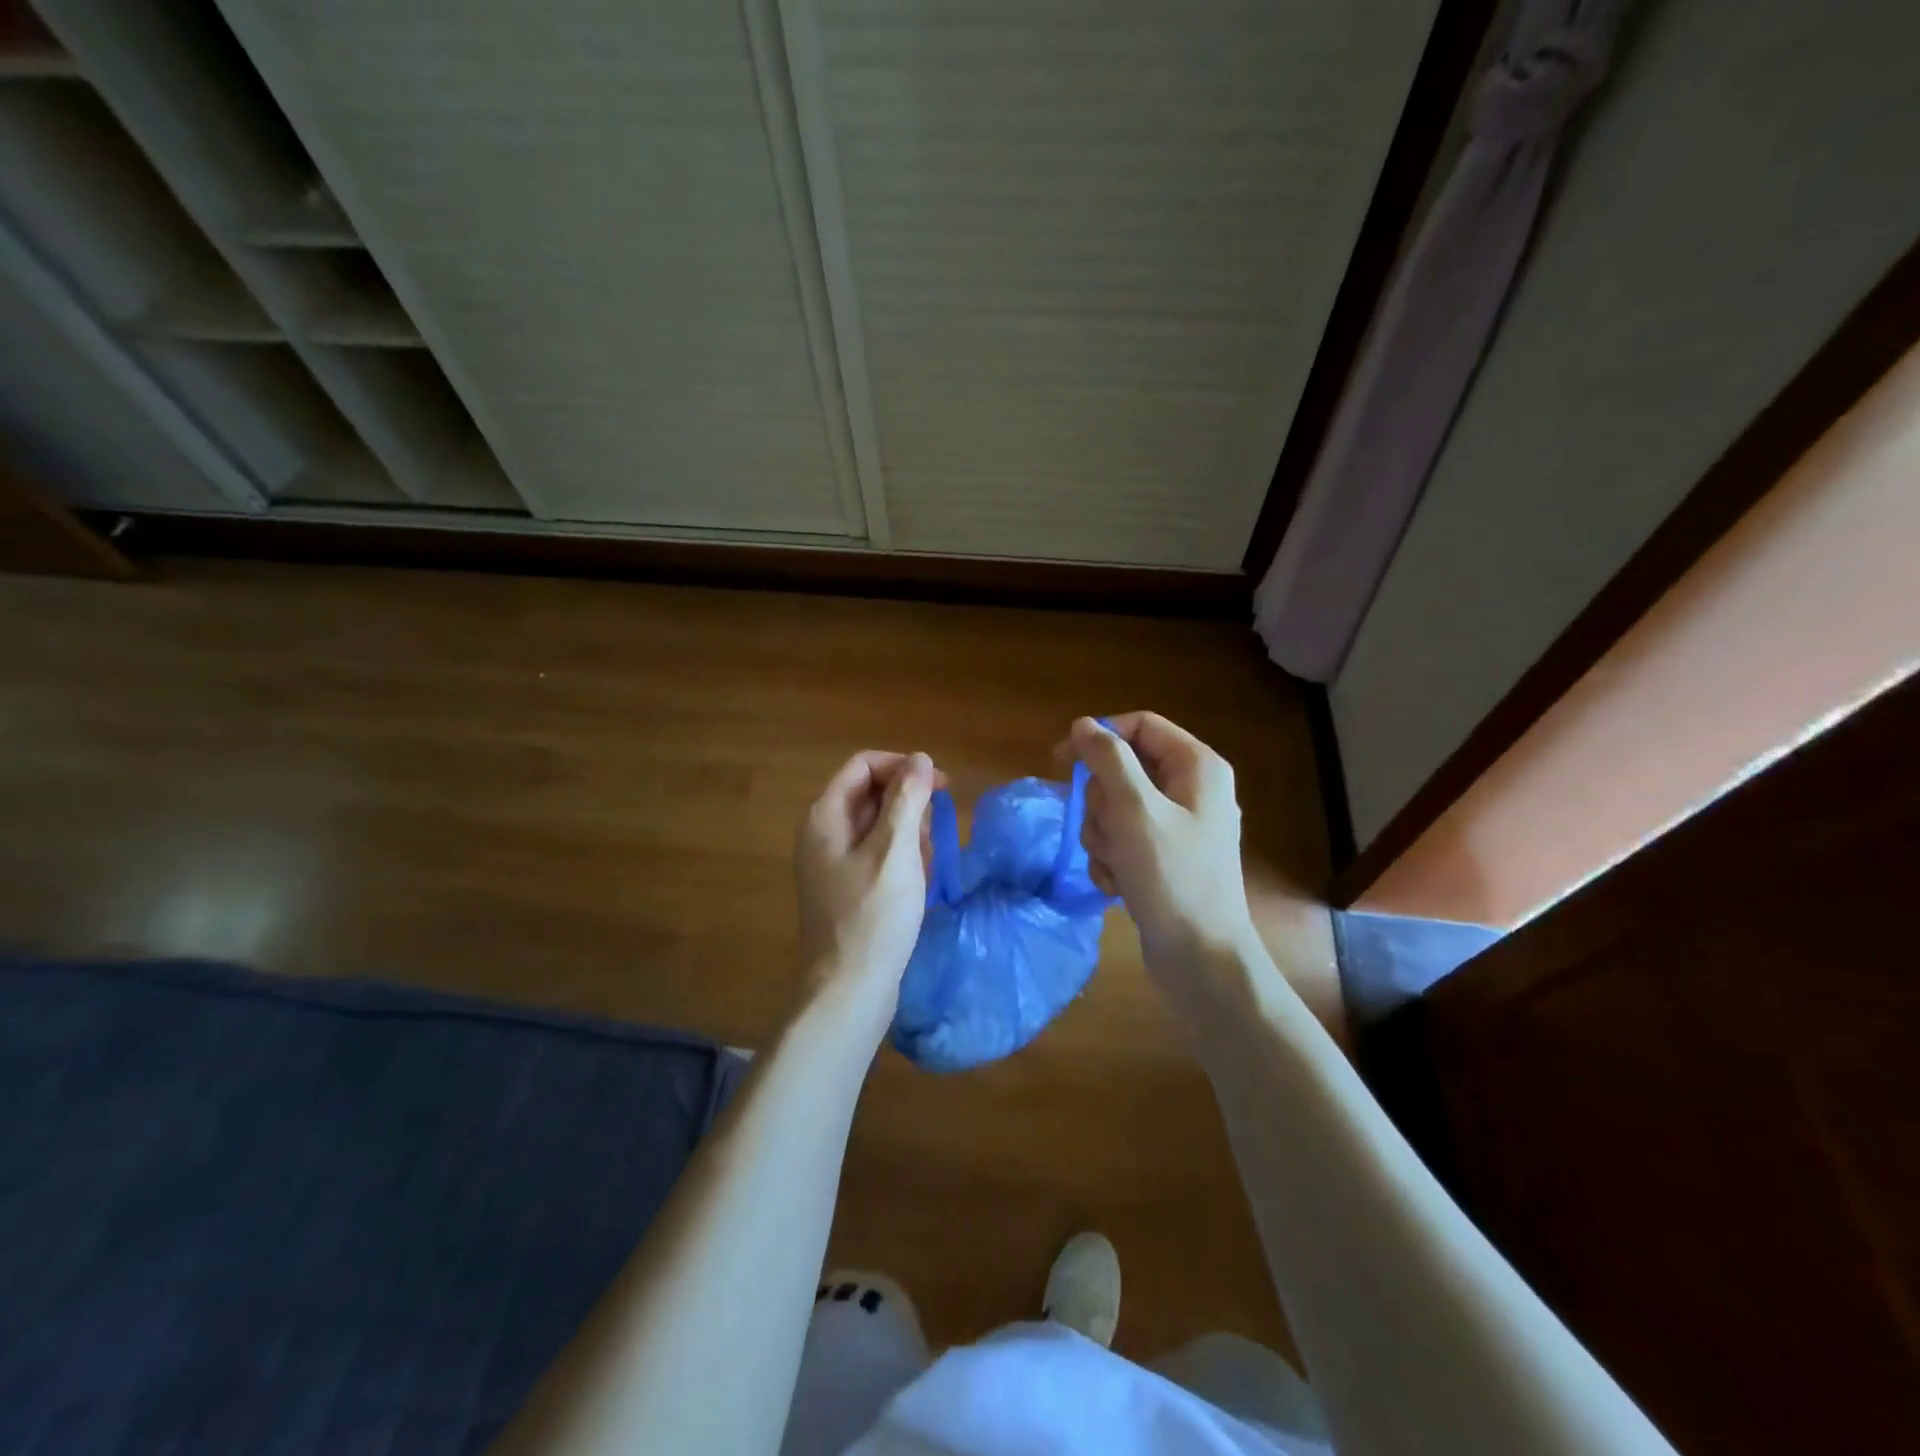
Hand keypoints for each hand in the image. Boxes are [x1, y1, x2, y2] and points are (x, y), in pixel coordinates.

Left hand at [794, 750, 937, 1036]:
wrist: (849, 990)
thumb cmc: (873, 916)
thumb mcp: (896, 850)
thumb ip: (908, 798)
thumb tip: (920, 758)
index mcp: (826, 817)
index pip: (863, 766)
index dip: (903, 766)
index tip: (940, 786)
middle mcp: (823, 834)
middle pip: (871, 794)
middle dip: (909, 806)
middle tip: (935, 833)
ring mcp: (832, 864)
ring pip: (879, 827)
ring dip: (909, 836)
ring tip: (926, 865)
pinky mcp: (846, 889)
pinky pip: (878, 857)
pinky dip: (901, 861)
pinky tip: (918, 884)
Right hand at [1063, 713, 1260, 976]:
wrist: (1201, 960)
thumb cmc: (1173, 878)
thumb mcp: (1135, 811)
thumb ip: (1107, 760)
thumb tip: (1083, 725)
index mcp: (1197, 766)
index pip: (1139, 726)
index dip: (1099, 737)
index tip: (1061, 761)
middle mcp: (1190, 790)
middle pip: (1122, 770)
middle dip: (1102, 804)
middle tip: (1111, 832)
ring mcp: (1176, 827)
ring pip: (1114, 808)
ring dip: (1103, 837)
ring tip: (1118, 866)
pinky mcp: (1161, 858)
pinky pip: (1120, 840)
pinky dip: (1111, 860)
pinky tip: (1119, 886)